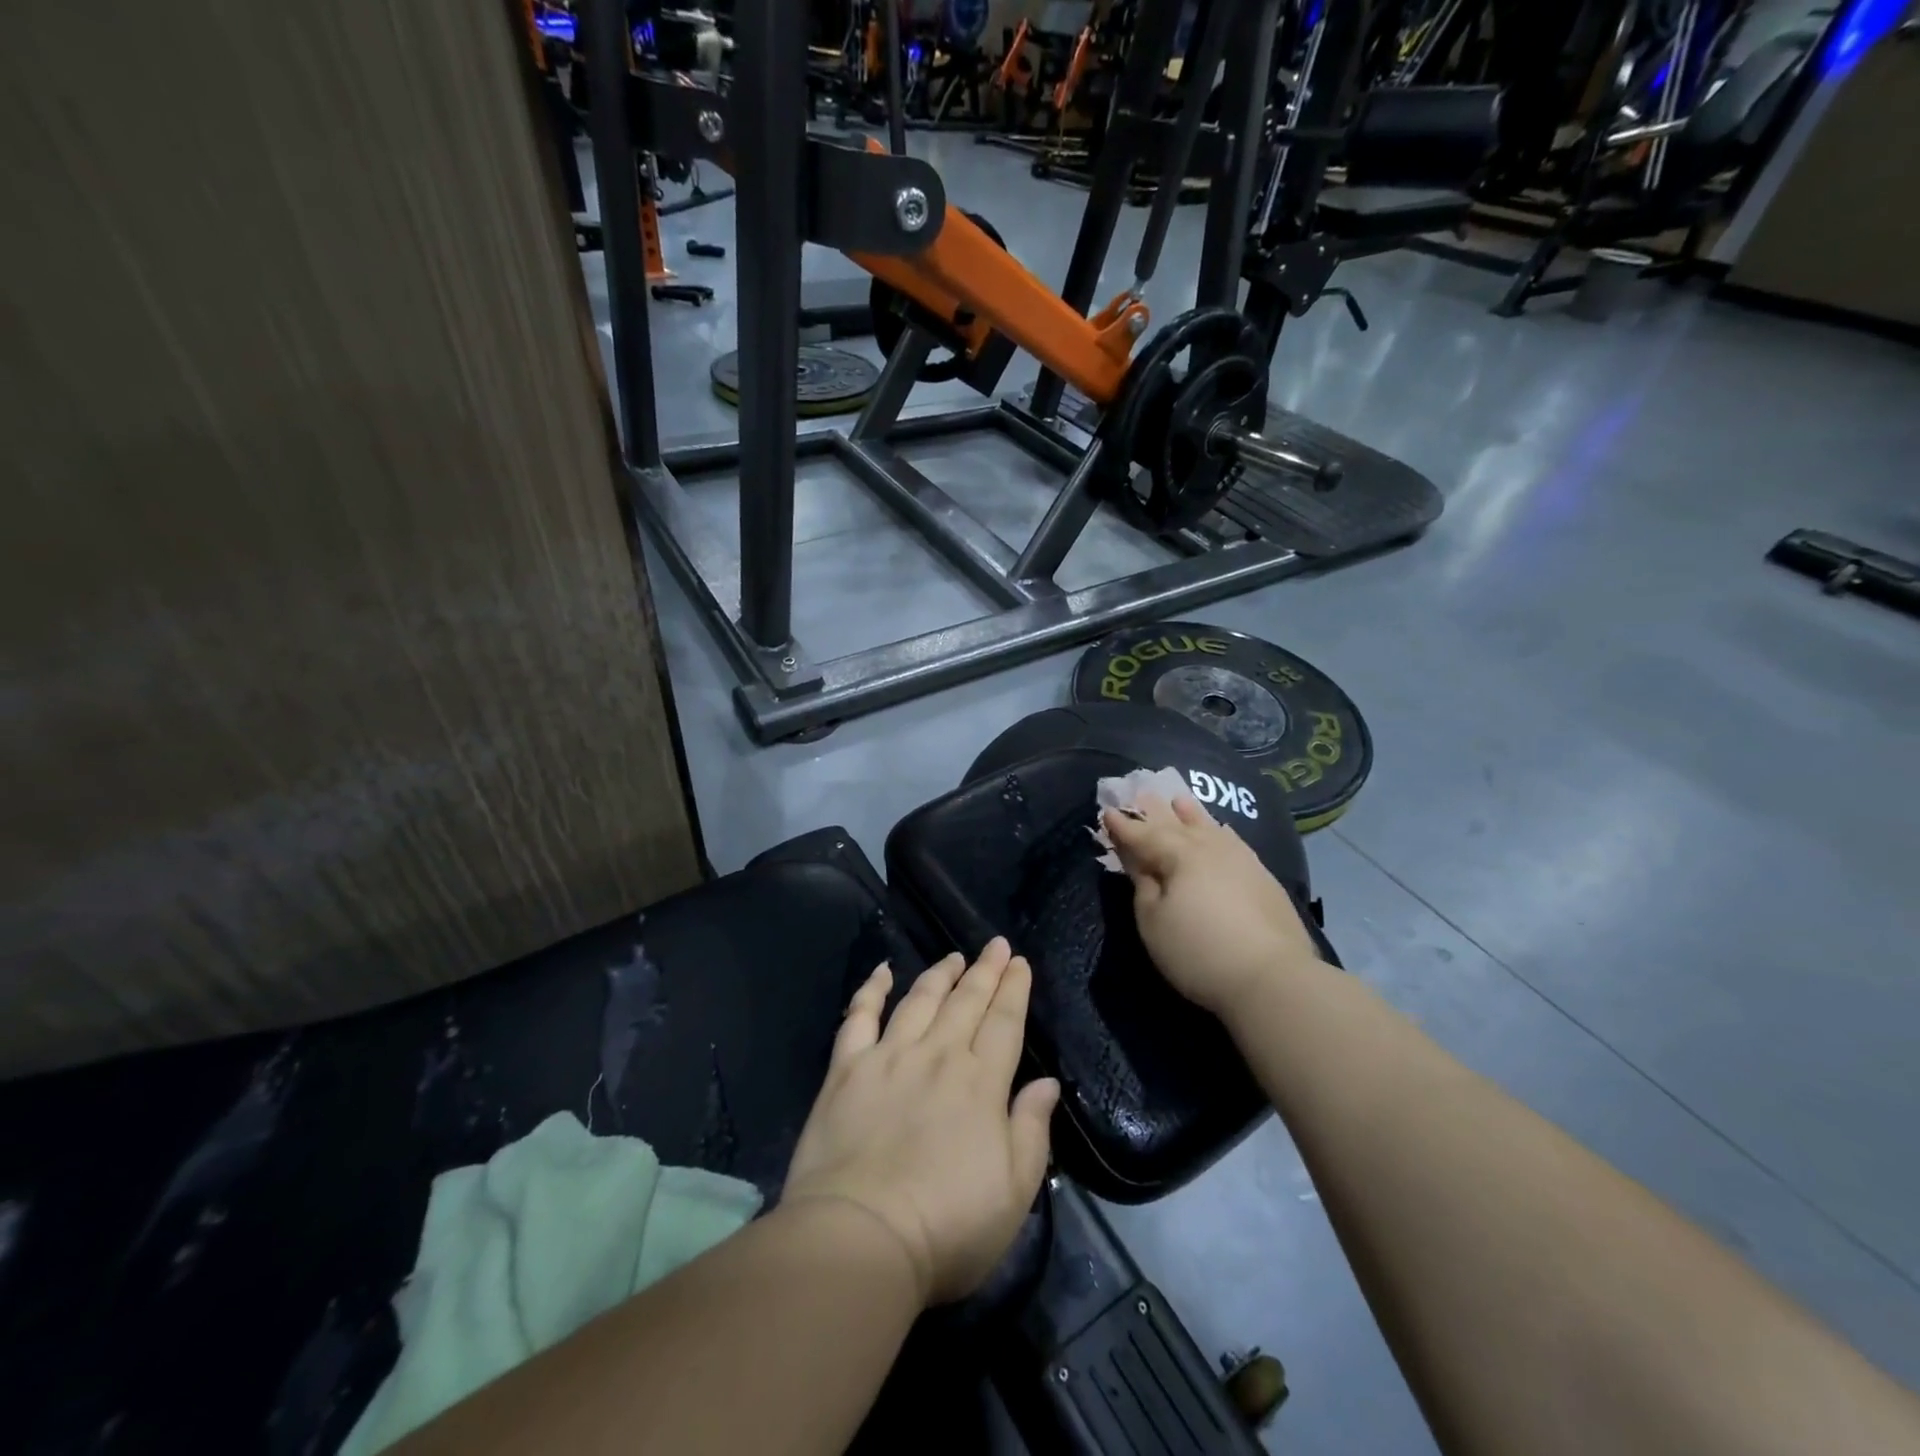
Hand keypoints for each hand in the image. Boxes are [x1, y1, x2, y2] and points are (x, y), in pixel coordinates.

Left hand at [781, 939, 1059, 1306]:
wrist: (860, 1236)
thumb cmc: (947, 1226)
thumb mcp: (1014, 1191)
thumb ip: (1032, 1130)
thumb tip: (1047, 1083)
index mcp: (981, 1083)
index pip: (1004, 1022)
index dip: (1014, 990)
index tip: (1020, 963)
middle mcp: (938, 1056)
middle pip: (966, 1002)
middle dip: (985, 970)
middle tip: (996, 945)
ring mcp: (889, 1057)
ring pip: (920, 1000)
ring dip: (940, 974)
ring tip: (954, 956)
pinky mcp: (847, 1069)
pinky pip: (859, 1017)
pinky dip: (871, 990)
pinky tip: (883, 972)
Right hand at [1103, 793, 1324, 1017]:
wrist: (1273, 978)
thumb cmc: (1199, 951)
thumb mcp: (1153, 922)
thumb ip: (1143, 885)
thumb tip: (1139, 861)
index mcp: (1179, 856)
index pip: (1143, 835)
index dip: (1123, 826)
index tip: (1106, 812)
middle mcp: (1210, 848)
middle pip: (1176, 824)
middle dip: (1155, 811)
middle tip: (1141, 793)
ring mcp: (1241, 860)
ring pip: (1209, 827)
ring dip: (1191, 814)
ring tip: (1179, 800)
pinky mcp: (1263, 877)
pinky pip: (1233, 840)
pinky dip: (1220, 831)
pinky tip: (1221, 830)